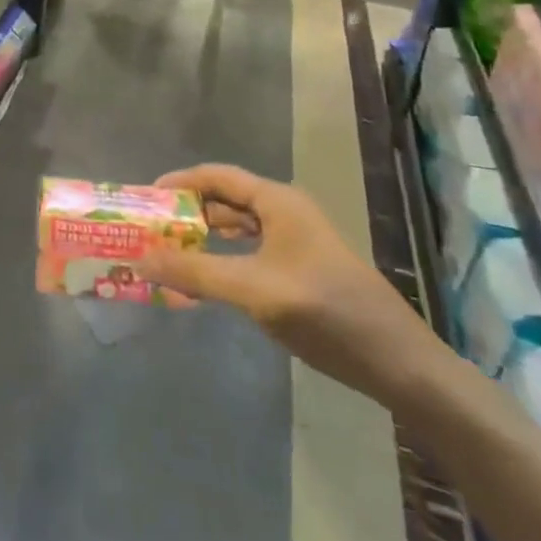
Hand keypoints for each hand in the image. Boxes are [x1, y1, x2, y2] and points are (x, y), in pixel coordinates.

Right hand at [138, 165, 444, 409]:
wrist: (400, 365)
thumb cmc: (326, 313)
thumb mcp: (253, 290)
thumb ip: (195, 272)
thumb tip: (140, 260)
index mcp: (278, 201)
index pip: (216, 176)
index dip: (178, 182)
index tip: (144, 200)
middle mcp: (286, 212)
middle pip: (225, 199)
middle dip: (187, 212)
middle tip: (151, 231)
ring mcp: (296, 242)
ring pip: (237, 228)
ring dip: (203, 237)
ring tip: (168, 254)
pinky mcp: (301, 270)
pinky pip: (250, 252)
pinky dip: (223, 260)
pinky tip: (205, 281)